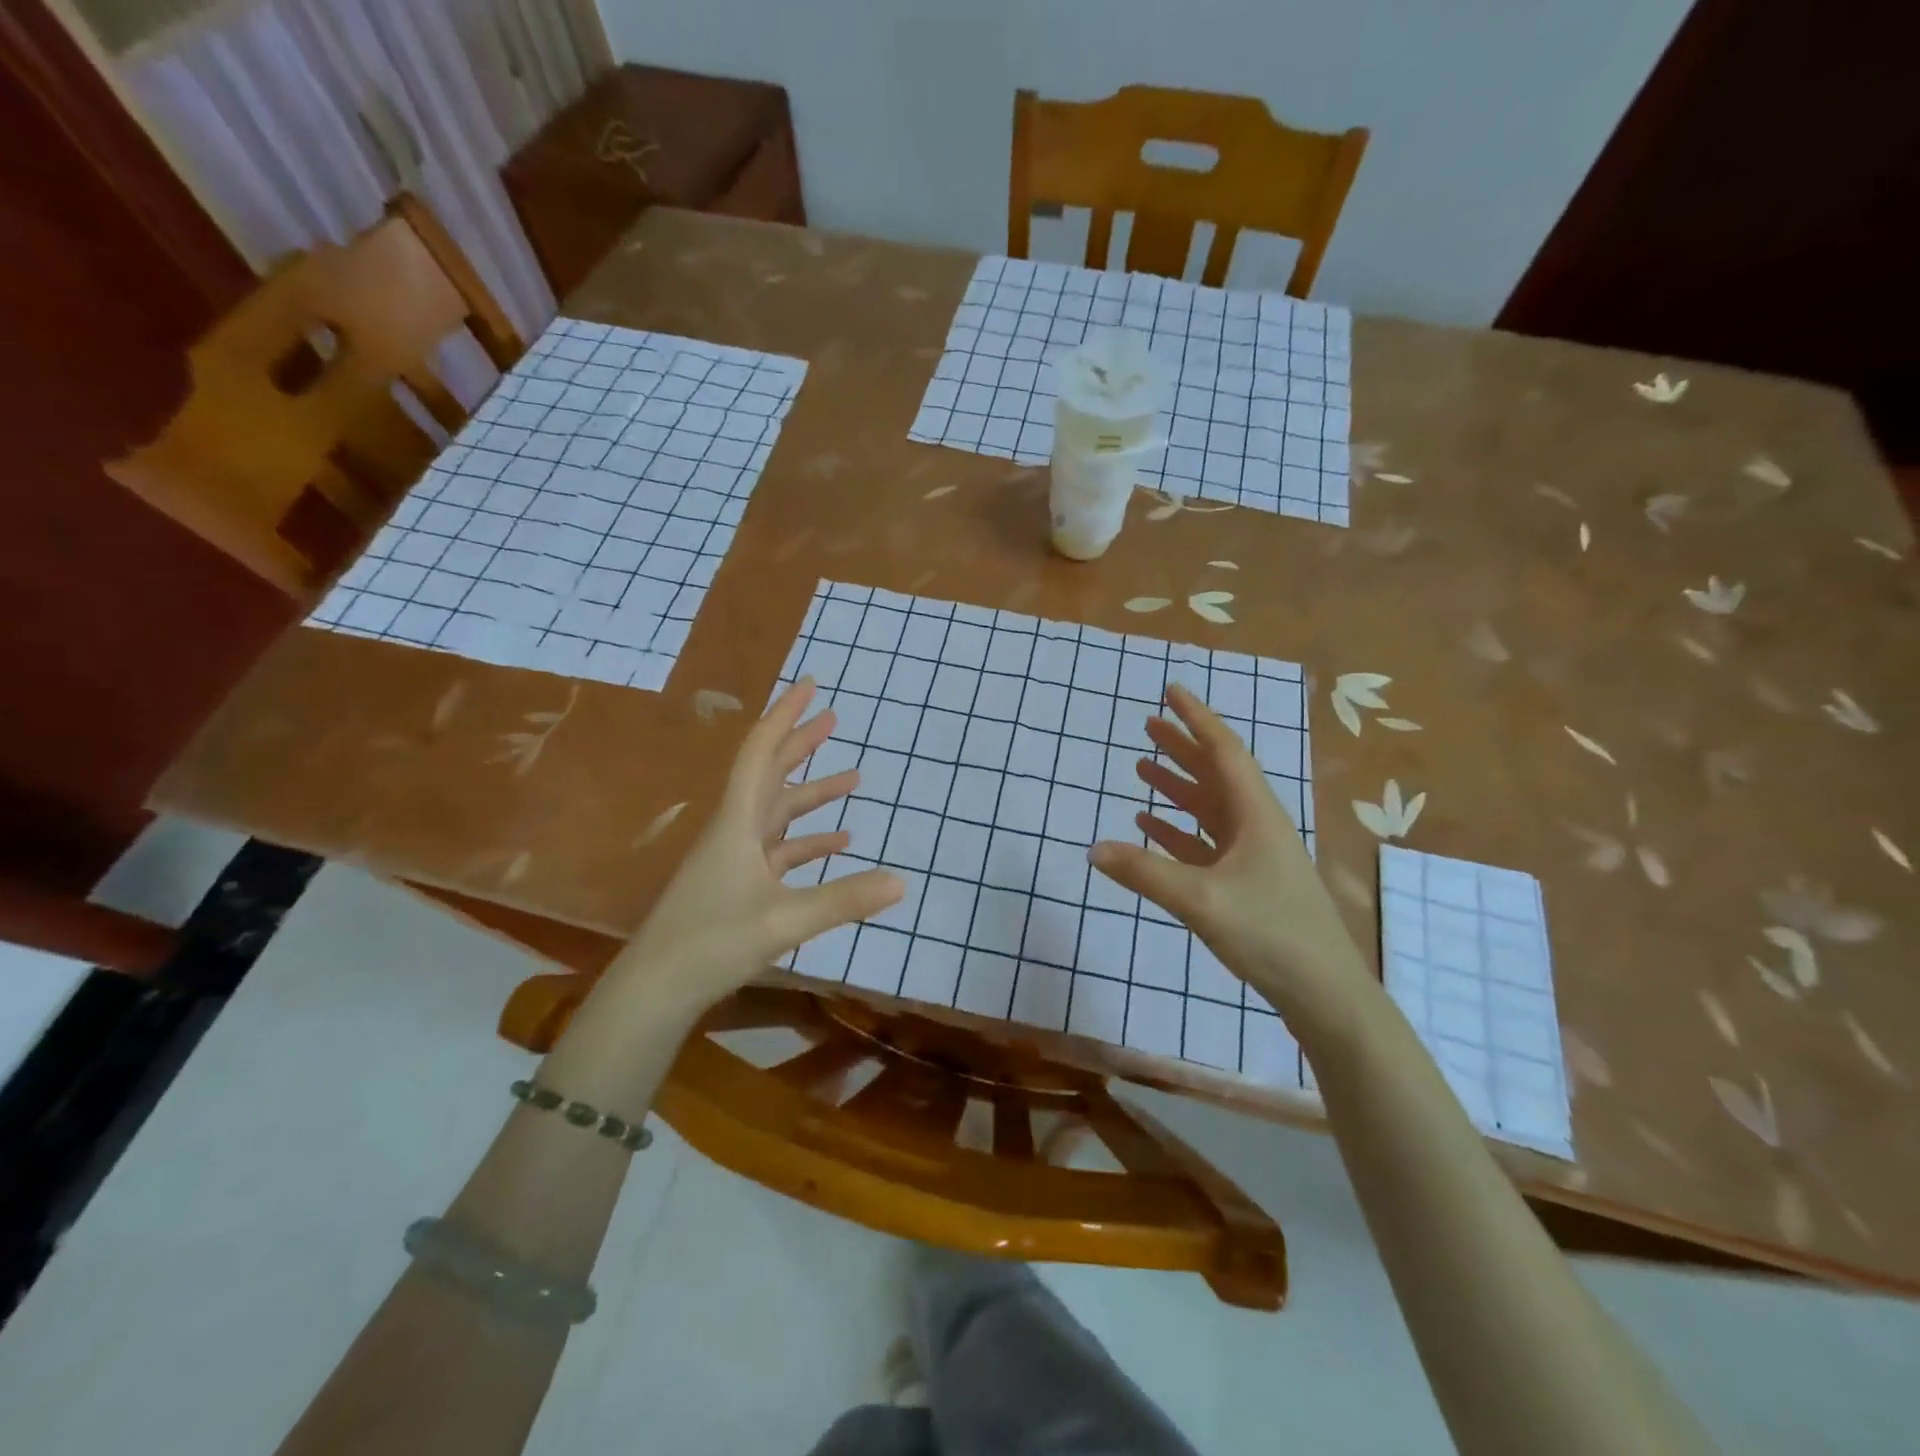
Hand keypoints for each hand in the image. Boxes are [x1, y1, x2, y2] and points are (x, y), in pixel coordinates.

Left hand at [610, 679, 903, 1010]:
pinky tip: (839, 843)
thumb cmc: (712, 941)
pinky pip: (779, 849)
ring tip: (853, 778)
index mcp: (738, 822)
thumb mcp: (786, 920)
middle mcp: (735, 830)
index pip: (762, 753)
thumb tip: (902, 881)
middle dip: (802, 744)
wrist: (657, 988)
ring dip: (812, 794)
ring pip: (778, 812)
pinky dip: (808, 841)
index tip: (811, 686)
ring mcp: (735, 858)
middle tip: (834, 718)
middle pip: (770, 774)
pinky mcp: (738, 884)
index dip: (786, 715)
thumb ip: (845, 899)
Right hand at [1088, 684, 1368, 1020]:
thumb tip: (1092, 849)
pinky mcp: (1246, 881)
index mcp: (1256, 814)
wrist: (1322, 991)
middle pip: (1215, 773)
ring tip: (1142, 767)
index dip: (1195, 718)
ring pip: (1209, 807)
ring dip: (1177, 786)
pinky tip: (1150, 825)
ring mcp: (1252, 854)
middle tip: (1147, 724)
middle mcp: (1256, 824)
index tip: (1170, 690)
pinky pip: (1205, 841)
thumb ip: (1144, 872)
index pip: (1223, 751)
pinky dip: (1178, 828)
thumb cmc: (1270, 933)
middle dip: (1182, 747)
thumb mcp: (1201, 900)